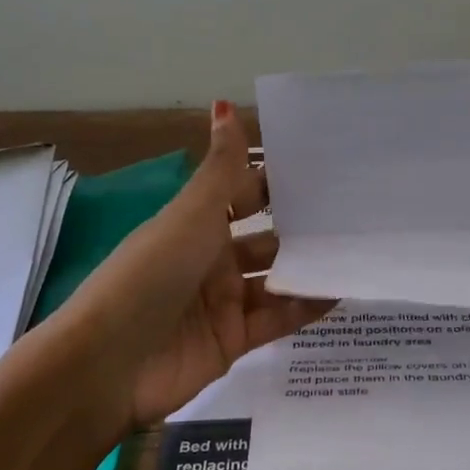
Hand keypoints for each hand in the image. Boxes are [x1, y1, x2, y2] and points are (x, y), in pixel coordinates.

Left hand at [64, 100, 330, 427]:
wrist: (110, 364)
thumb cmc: (151, 275)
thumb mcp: (191, 216)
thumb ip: (222, 170)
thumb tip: (225, 105)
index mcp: (196, 223)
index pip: (245, 194)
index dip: (279, 181)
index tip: (328, 167)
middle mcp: (211, 258)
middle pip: (266, 237)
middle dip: (303, 227)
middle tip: (358, 213)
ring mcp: (224, 301)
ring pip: (276, 278)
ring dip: (309, 267)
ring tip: (359, 251)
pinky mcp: (234, 339)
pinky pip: (278, 318)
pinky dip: (306, 307)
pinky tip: (341, 292)